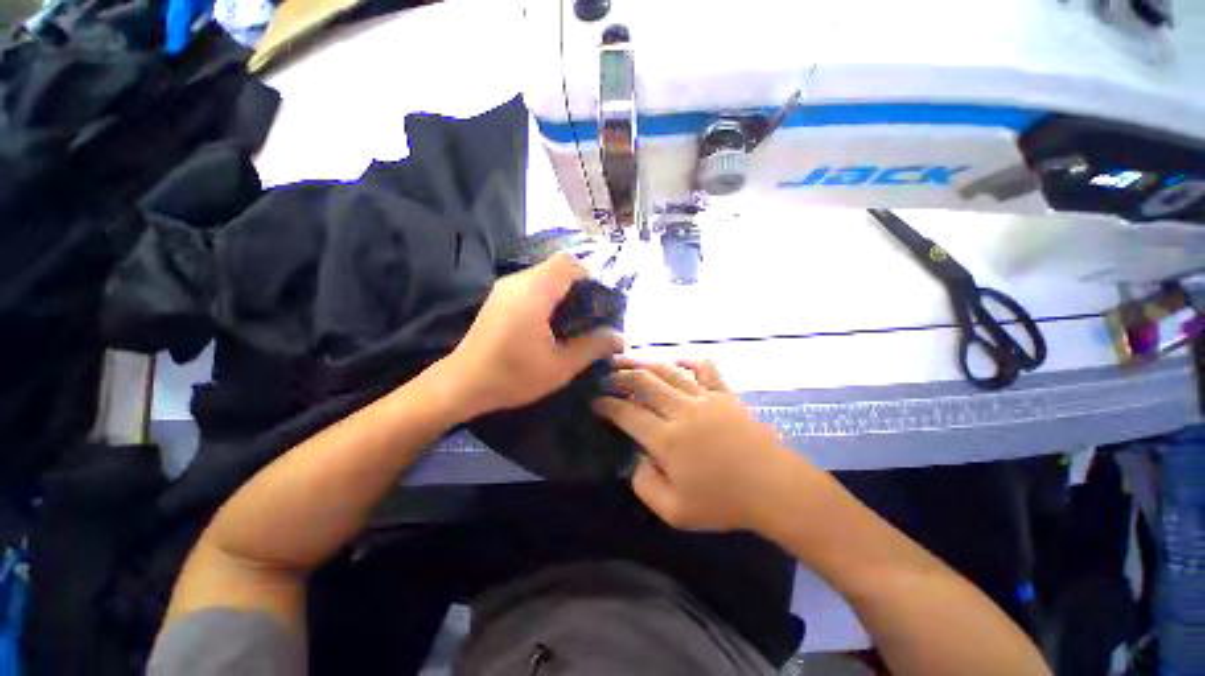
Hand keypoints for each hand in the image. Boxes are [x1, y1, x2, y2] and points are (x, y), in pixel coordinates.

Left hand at [441, 252, 624, 417]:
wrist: (462, 384)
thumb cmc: (513, 375)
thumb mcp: (560, 366)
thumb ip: (593, 347)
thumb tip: (620, 337)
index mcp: (534, 293)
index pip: (567, 262)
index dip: (589, 274)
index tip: (599, 299)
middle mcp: (517, 281)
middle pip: (556, 266)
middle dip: (578, 284)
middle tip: (590, 312)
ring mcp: (504, 288)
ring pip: (543, 275)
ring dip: (562, 290)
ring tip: (573, 319)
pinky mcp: (498, 298)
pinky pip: (530, 285)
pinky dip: (547, 295)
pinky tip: (550, 322)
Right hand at [592, 359, 802, 531]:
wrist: (775, 489)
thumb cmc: (724, 503)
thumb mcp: (674, 512)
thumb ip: (644, 484)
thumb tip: (637, 457)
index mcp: (667, 440)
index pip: (627, 413)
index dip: (607, 405)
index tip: (596, 401)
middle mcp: (681, 411)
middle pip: (643, 383)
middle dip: (620, 377)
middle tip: (607, 376)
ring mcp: (705, 398)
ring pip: (667, 371)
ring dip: (644, 363)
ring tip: (628, 360)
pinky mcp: (724, 393)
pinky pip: (703, 367)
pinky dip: (686, 360)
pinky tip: (676, 361)